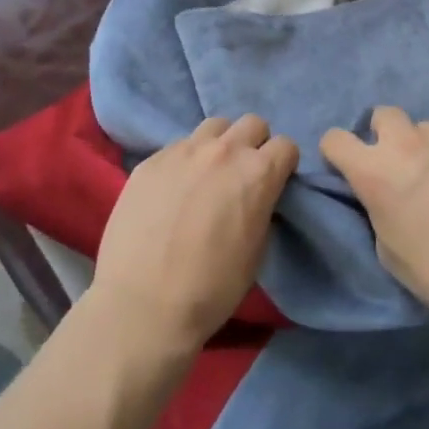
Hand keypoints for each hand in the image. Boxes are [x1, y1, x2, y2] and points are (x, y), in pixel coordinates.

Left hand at [90, 114, 298, 356]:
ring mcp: (183, 151)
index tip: (275, 181)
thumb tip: (257, 196)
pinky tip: (174, 190)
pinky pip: (178, 147)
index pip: (286, 145)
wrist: (142, 305)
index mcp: (258, 173)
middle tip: (243, 174)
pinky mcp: (151, 160)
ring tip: (208, 174)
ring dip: (220, 144)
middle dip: (255, 144)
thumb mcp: (257, 251)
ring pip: (214, 126)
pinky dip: (185, 161)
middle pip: (252, 123)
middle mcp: (223, 151)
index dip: (283, 164)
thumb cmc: (211, 288)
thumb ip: (262, 208)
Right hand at [321, 107, 428, 324]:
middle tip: (401, 166)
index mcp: (376, 171)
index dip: (338, 153)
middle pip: (384, 114)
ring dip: (428, 148)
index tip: (349, 168)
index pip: (334, 139)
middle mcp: (409, 143)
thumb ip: (378, 207)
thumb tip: (385, 194)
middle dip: (385, 134)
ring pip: (428, 128)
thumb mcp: (387, 249)